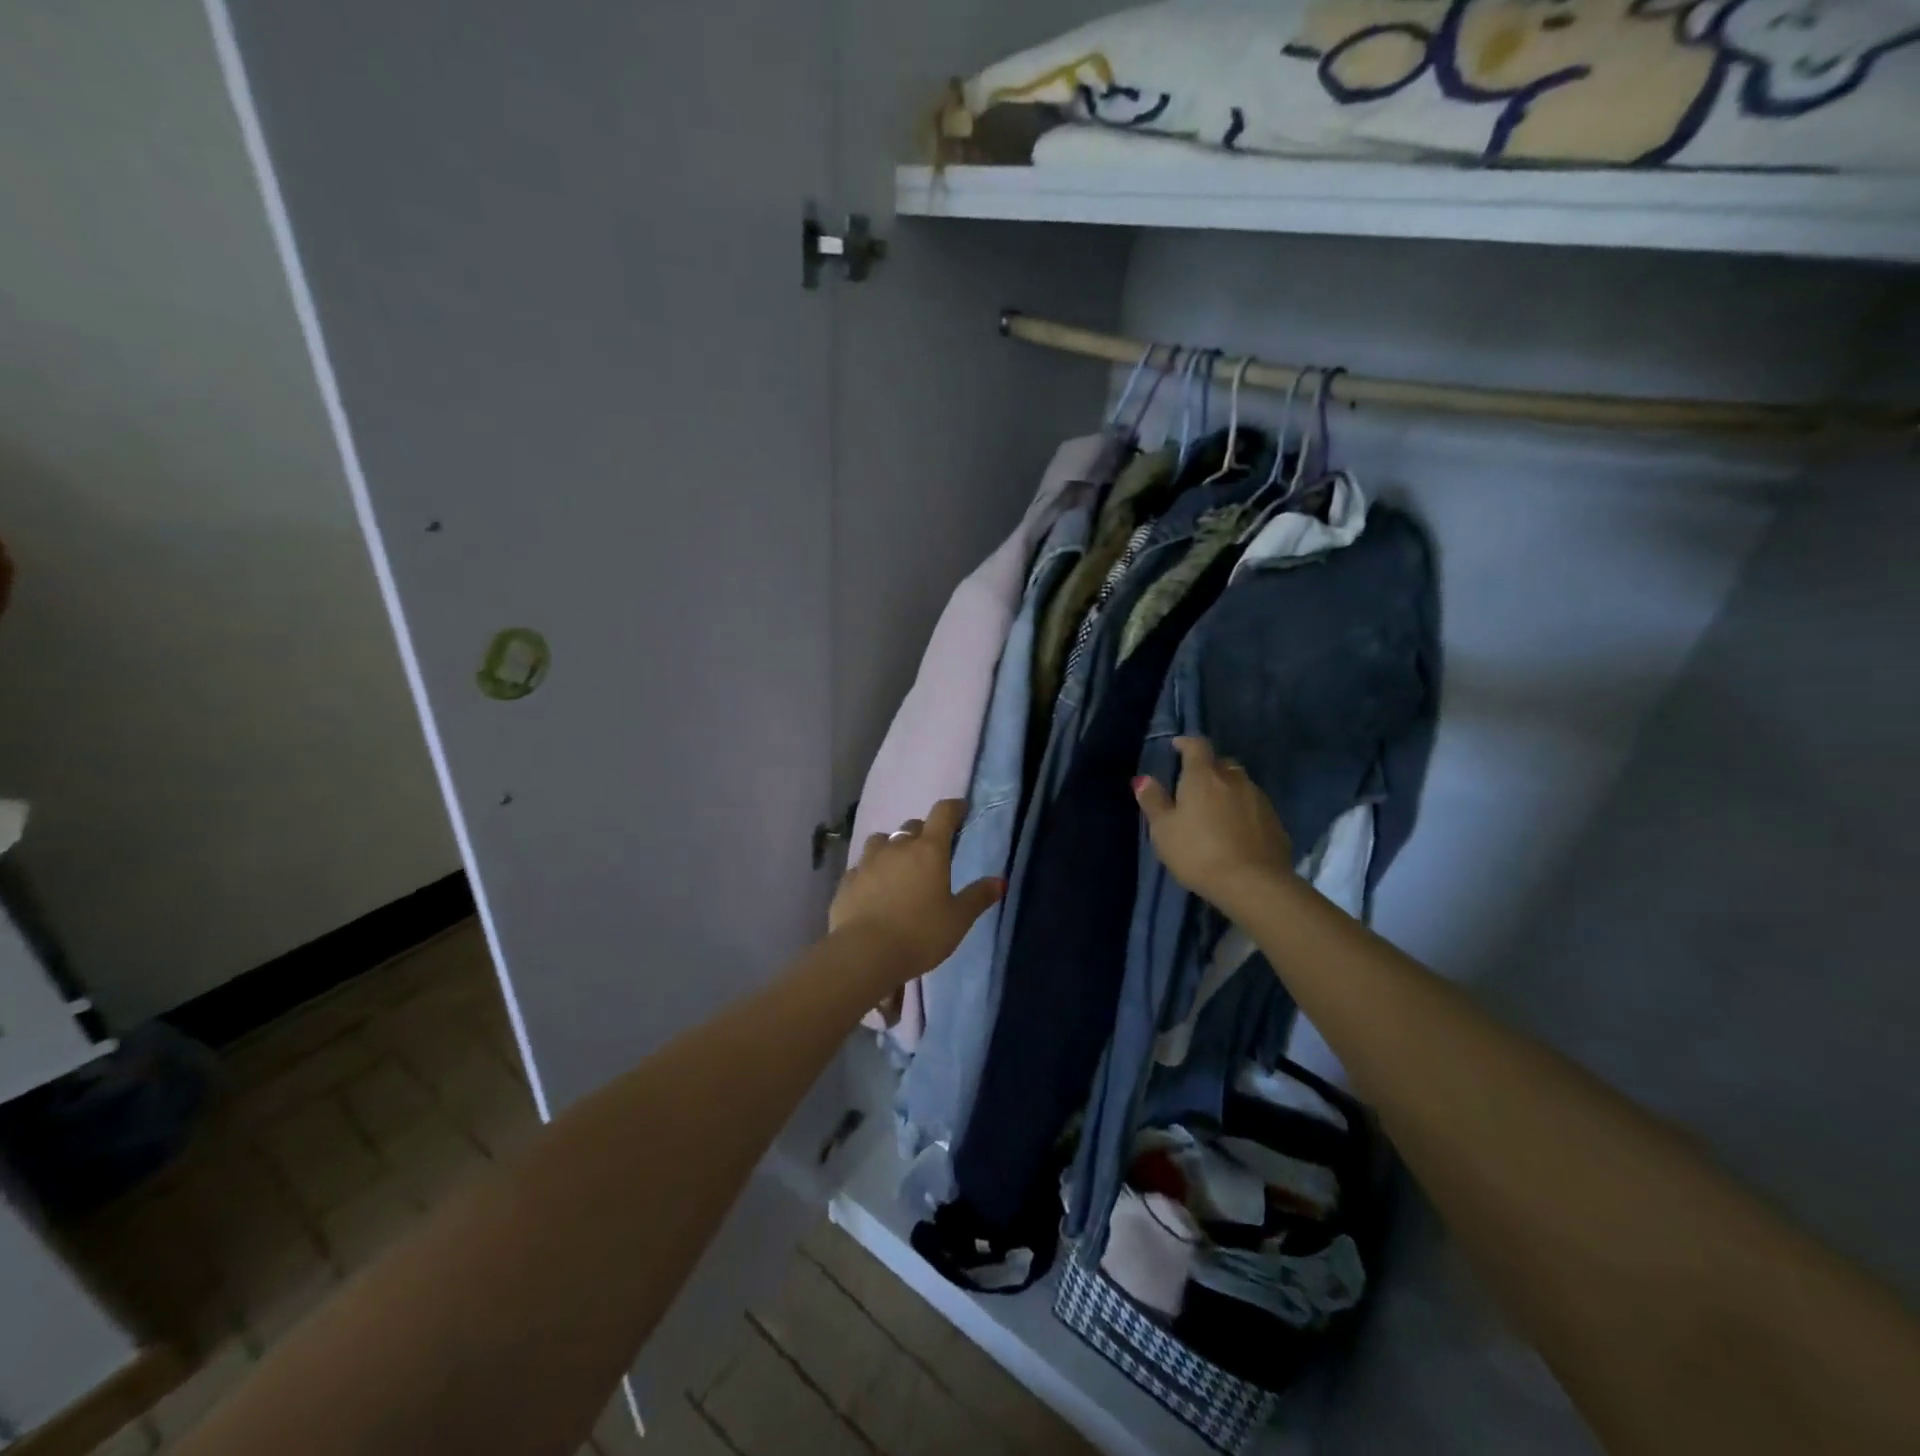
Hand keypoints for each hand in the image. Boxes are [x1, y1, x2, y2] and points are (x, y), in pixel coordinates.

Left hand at [829, 799, 1003, 988]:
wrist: (864, 953)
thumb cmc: (920, 934)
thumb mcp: (958, 920)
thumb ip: (977, 897)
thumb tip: (999, 881)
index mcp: (929, 851)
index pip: (943, 814)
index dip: (953, 808)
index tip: (960, 810)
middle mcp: (897, 847)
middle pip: (912, 826)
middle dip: (924, 833)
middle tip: (932, 851)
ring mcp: (868, 862)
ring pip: (882, 841)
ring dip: (893, 847)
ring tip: (899, 866)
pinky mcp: (847, 880)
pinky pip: (862, 866)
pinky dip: (871, 871)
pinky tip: (874, 889)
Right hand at [1133, 737, 1293, 913]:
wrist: (1253, 884)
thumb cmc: (1198, 853)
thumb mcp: (1164, 830)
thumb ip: (1154, 801)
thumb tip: (1143, 779)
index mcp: (1204, 776)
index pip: (1197, 745)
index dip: (1186, 743)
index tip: (1177, 747)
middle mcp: (1234, 779)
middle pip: (1221, 764)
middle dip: (1208, 770)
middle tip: (1195, 787)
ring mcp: (1259, 799)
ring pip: (1240, 785)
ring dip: (1228, 791)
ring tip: (1216, 812)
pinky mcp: (1276, 822)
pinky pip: (1254, 807)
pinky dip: (1243, 812)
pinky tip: (1236, 832)